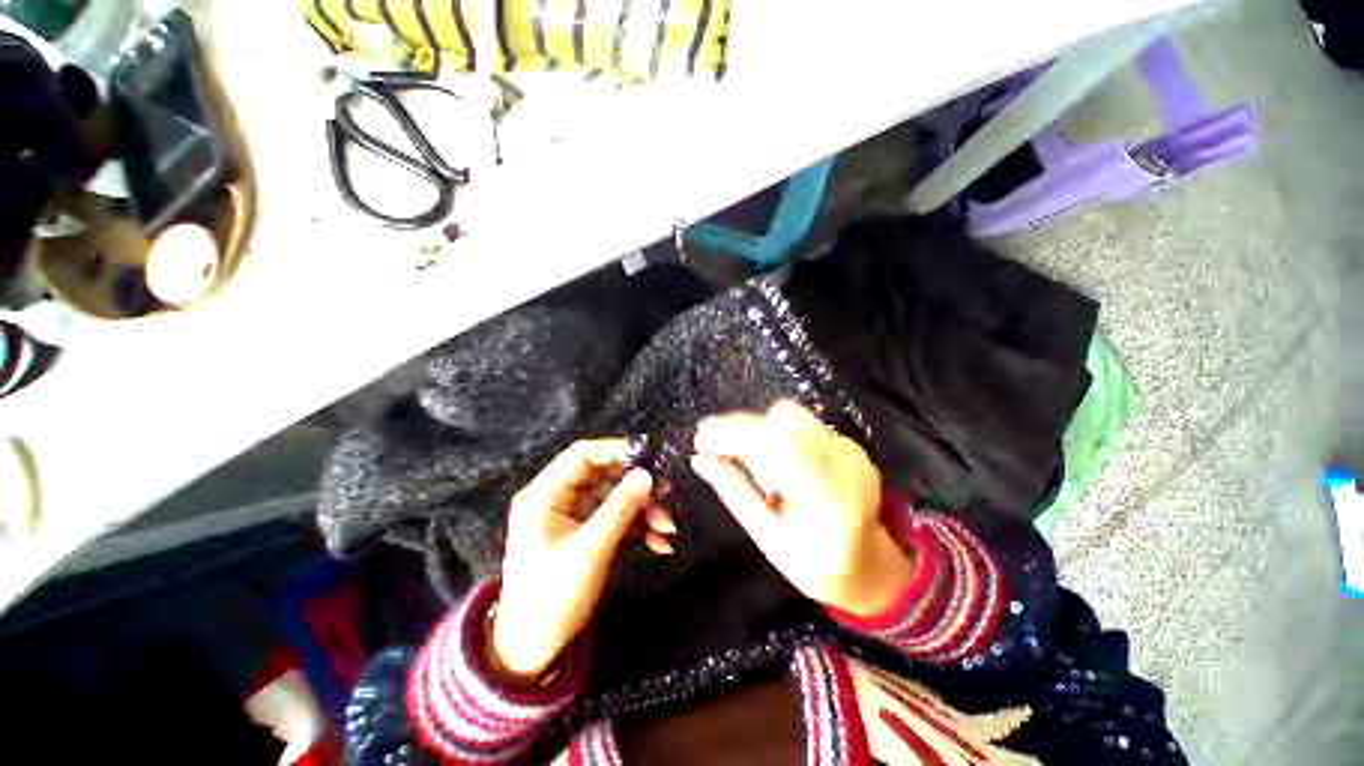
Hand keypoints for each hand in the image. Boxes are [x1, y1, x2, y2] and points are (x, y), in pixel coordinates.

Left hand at [492, 439, 668, 679]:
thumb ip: (620, 508)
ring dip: (642, 511)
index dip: (616, 451)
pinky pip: (614, 519)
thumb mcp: (590, 549)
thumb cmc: (553, 596)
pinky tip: (658, 543)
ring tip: (667, 528)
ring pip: (613, 498)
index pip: (582, 455)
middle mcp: (557, 499)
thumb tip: (647, 474)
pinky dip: (636, 527)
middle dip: (636, 487)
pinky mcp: (584, 534)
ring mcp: (571, 517)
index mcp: (545, 495)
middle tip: (667, 493)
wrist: (532, 650)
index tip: (649, 459)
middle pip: (603, 476)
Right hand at [691, 400, 913, 616]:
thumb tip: (700, 460)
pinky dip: (776, 433)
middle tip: (713, 445)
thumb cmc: (813, 564)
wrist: (870, 565)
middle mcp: (844, 468)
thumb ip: (735, 493)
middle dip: (738, 428)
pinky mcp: (850, 444)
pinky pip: (802, 422)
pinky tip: (774, 462)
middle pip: (781, 422)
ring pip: (790, 415)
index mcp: (826, 504)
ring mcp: (851, 452)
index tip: (701, 440)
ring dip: (757, 429)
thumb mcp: (768, 539)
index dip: (734, 435)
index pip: (776, 446)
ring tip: (748, 461)